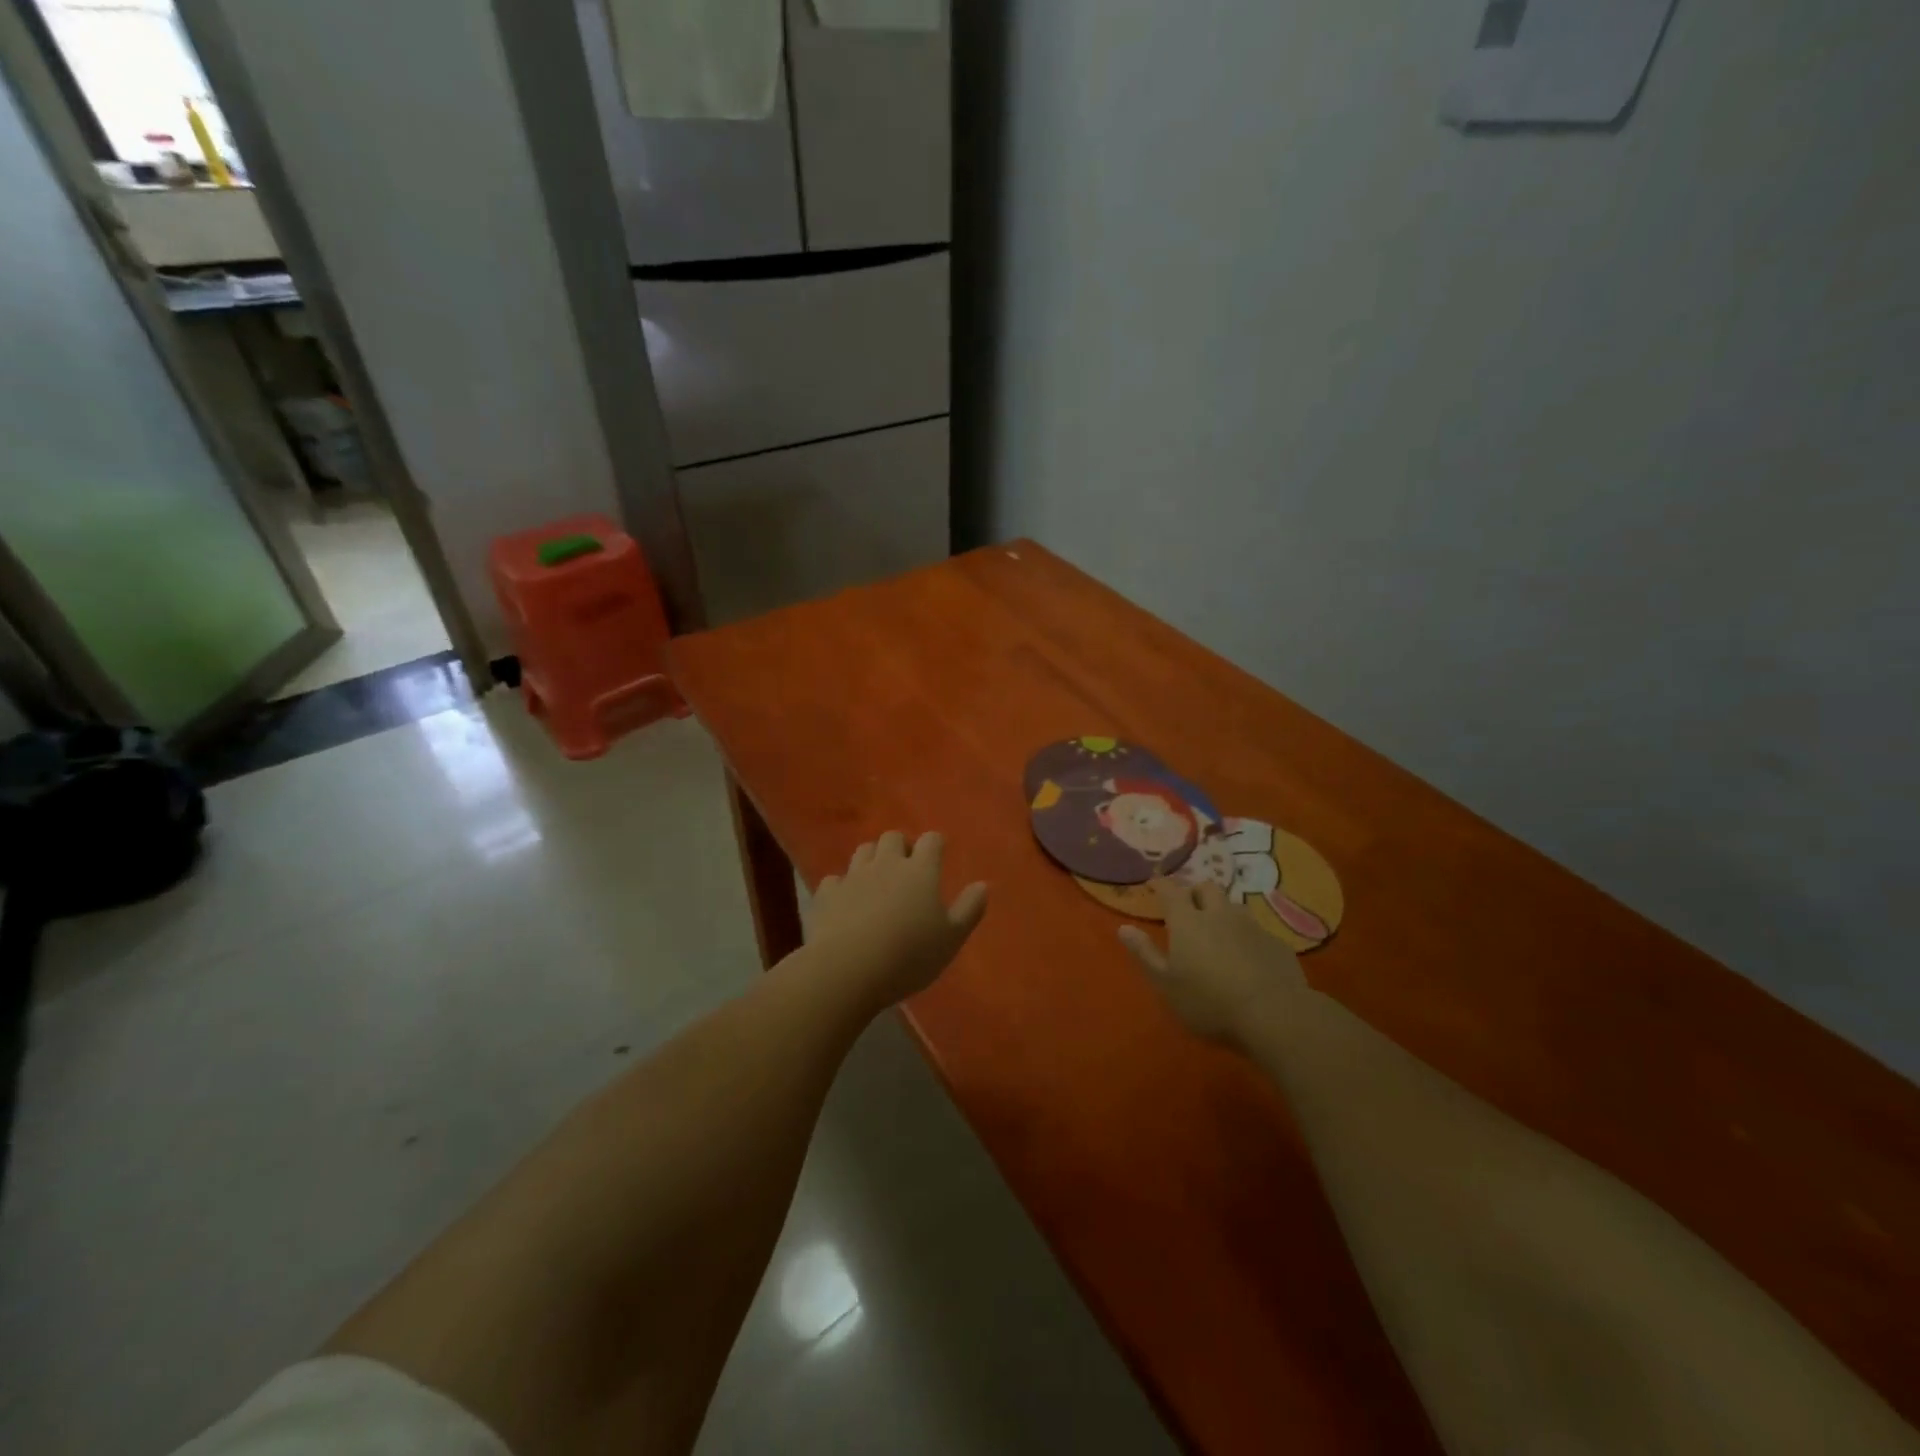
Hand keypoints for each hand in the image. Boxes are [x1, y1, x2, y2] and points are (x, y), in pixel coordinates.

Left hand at [805, 831, 987, 1009]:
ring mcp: (853, 876)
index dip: (935, 844)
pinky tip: (846, 901)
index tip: (938, 855)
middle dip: (901, 846)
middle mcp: (886, 864)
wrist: (848, 969)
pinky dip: (843, 885)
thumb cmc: (909, 955)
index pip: (931, 840)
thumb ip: (969, 909)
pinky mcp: (827, 894)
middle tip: (907, 867)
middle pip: (893, 837)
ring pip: (863, 851)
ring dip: (872, 858)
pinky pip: (835, 879)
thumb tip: (983, 884)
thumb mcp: (951, 938)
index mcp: (920, 871)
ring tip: (877, 880)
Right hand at [1118, 878, 1306, 1047]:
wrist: (1275, 1016)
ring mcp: (1252, 927)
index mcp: (1188, 921)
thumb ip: (1145, 954)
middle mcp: (1219, 914)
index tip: (1154, 883)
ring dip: (1222, 912)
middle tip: (1187, 908)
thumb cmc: (1210, 1001)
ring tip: (1218, 931)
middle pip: (1206, 888)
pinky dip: (1246, 937)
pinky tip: (1247, 958)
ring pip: (1233, 907)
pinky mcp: (1277, 944)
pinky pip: (1257, 931)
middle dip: (1194, 893)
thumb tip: (1123, 928)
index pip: (1170, 890)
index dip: (1160, 884)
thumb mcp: (1166, 984)